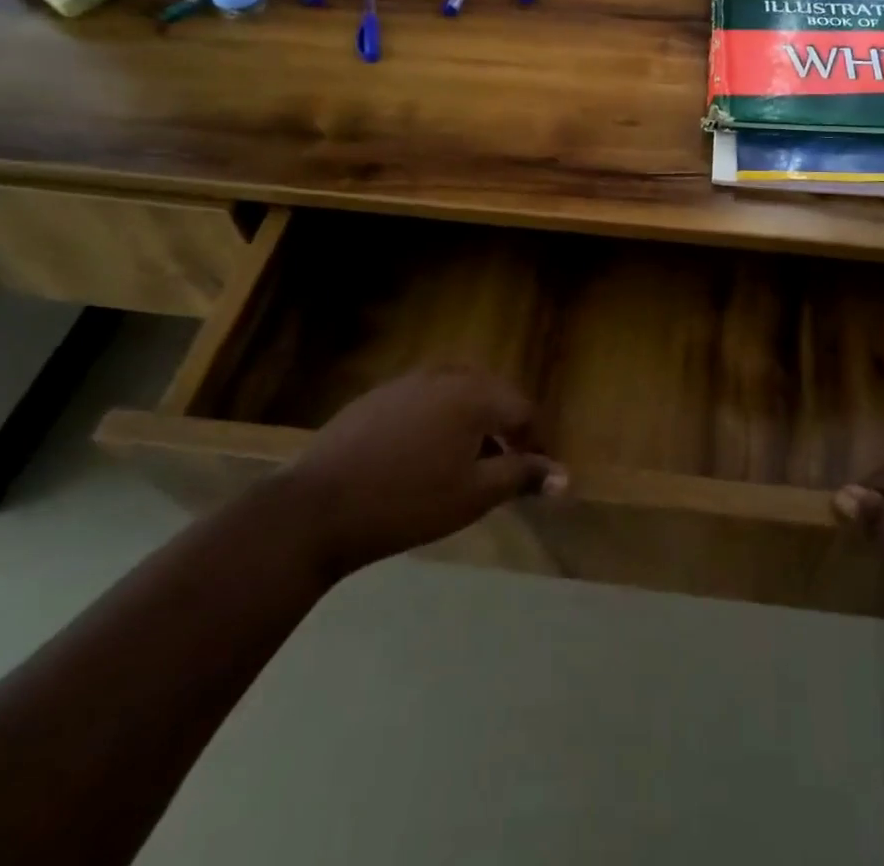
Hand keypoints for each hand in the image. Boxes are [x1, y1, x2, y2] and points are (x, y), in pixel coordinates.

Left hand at [277, 367, 566, 577]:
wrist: (318, 507)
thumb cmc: (408, 503)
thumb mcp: (474, 494)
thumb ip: (522, 476)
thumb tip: (565, 476)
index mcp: (475, 394)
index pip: (523, 410)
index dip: (536, 442)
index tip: (536, 474)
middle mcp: (446, 375)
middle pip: (492, 395)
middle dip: (506, 428)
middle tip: (507, 465)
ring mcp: (409, 381)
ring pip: (458, 393)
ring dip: (473, 421)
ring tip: (468, 461)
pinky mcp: (379, 395)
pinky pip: (426, 398)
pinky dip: (440, 419)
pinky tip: (424, 454)